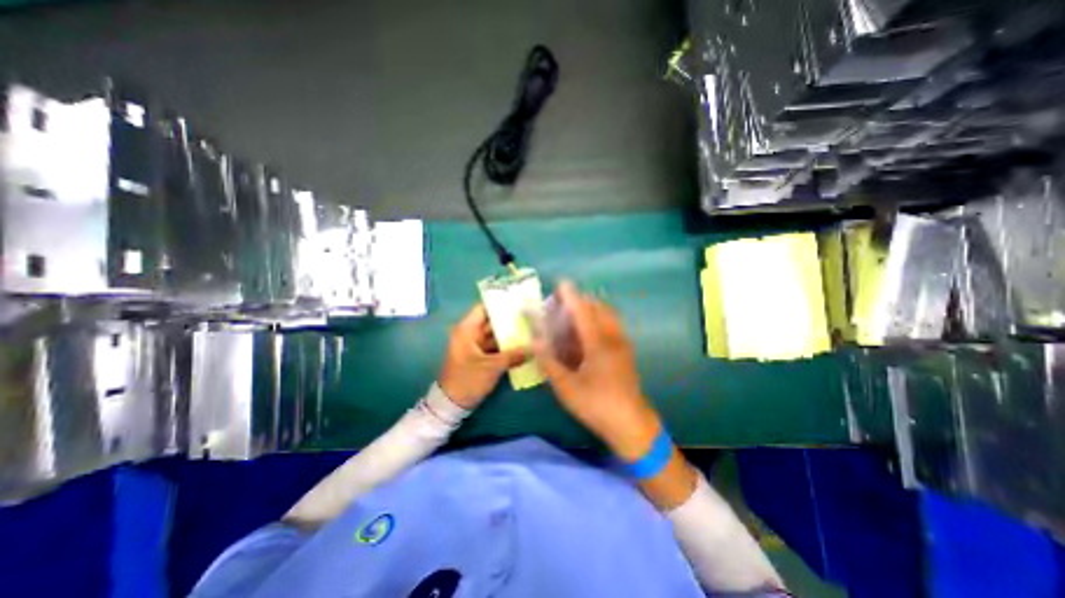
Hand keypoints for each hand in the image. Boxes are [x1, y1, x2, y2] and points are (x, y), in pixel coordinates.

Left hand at [436, 305, 527, 407]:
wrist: (452, 403)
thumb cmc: (468, 380)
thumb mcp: (492, 367)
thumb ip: (513, 355)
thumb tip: (535, 348)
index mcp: (467, 330)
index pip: (484, 308)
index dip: (499, 303)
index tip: (518, 301)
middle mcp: (471, 333)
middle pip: (491, 321)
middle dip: (509, 319)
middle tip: (529, 315)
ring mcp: (475, 345)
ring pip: (494, 334)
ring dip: (509, 333)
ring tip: (530, 328)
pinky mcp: (480, 355)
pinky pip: (495, 345)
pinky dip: (506, 345)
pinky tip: (523, 344)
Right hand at [537, 282, 662, 460]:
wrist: (632, 425)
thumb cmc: (596, 405)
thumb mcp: (566, 387)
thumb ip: (549, 361)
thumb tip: (535, 341)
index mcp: (598, 343)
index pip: (582, 311)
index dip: (571, 295)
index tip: (561, 283)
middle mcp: (613, 337)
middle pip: (598, 307)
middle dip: (581, 299)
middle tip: (562, 303)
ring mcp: (622, 343)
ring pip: (607, 315)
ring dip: (591, 308)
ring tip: (573, 314)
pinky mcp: (626, 351)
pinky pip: (612, 325)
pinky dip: (598, 319)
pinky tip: (586, 332)